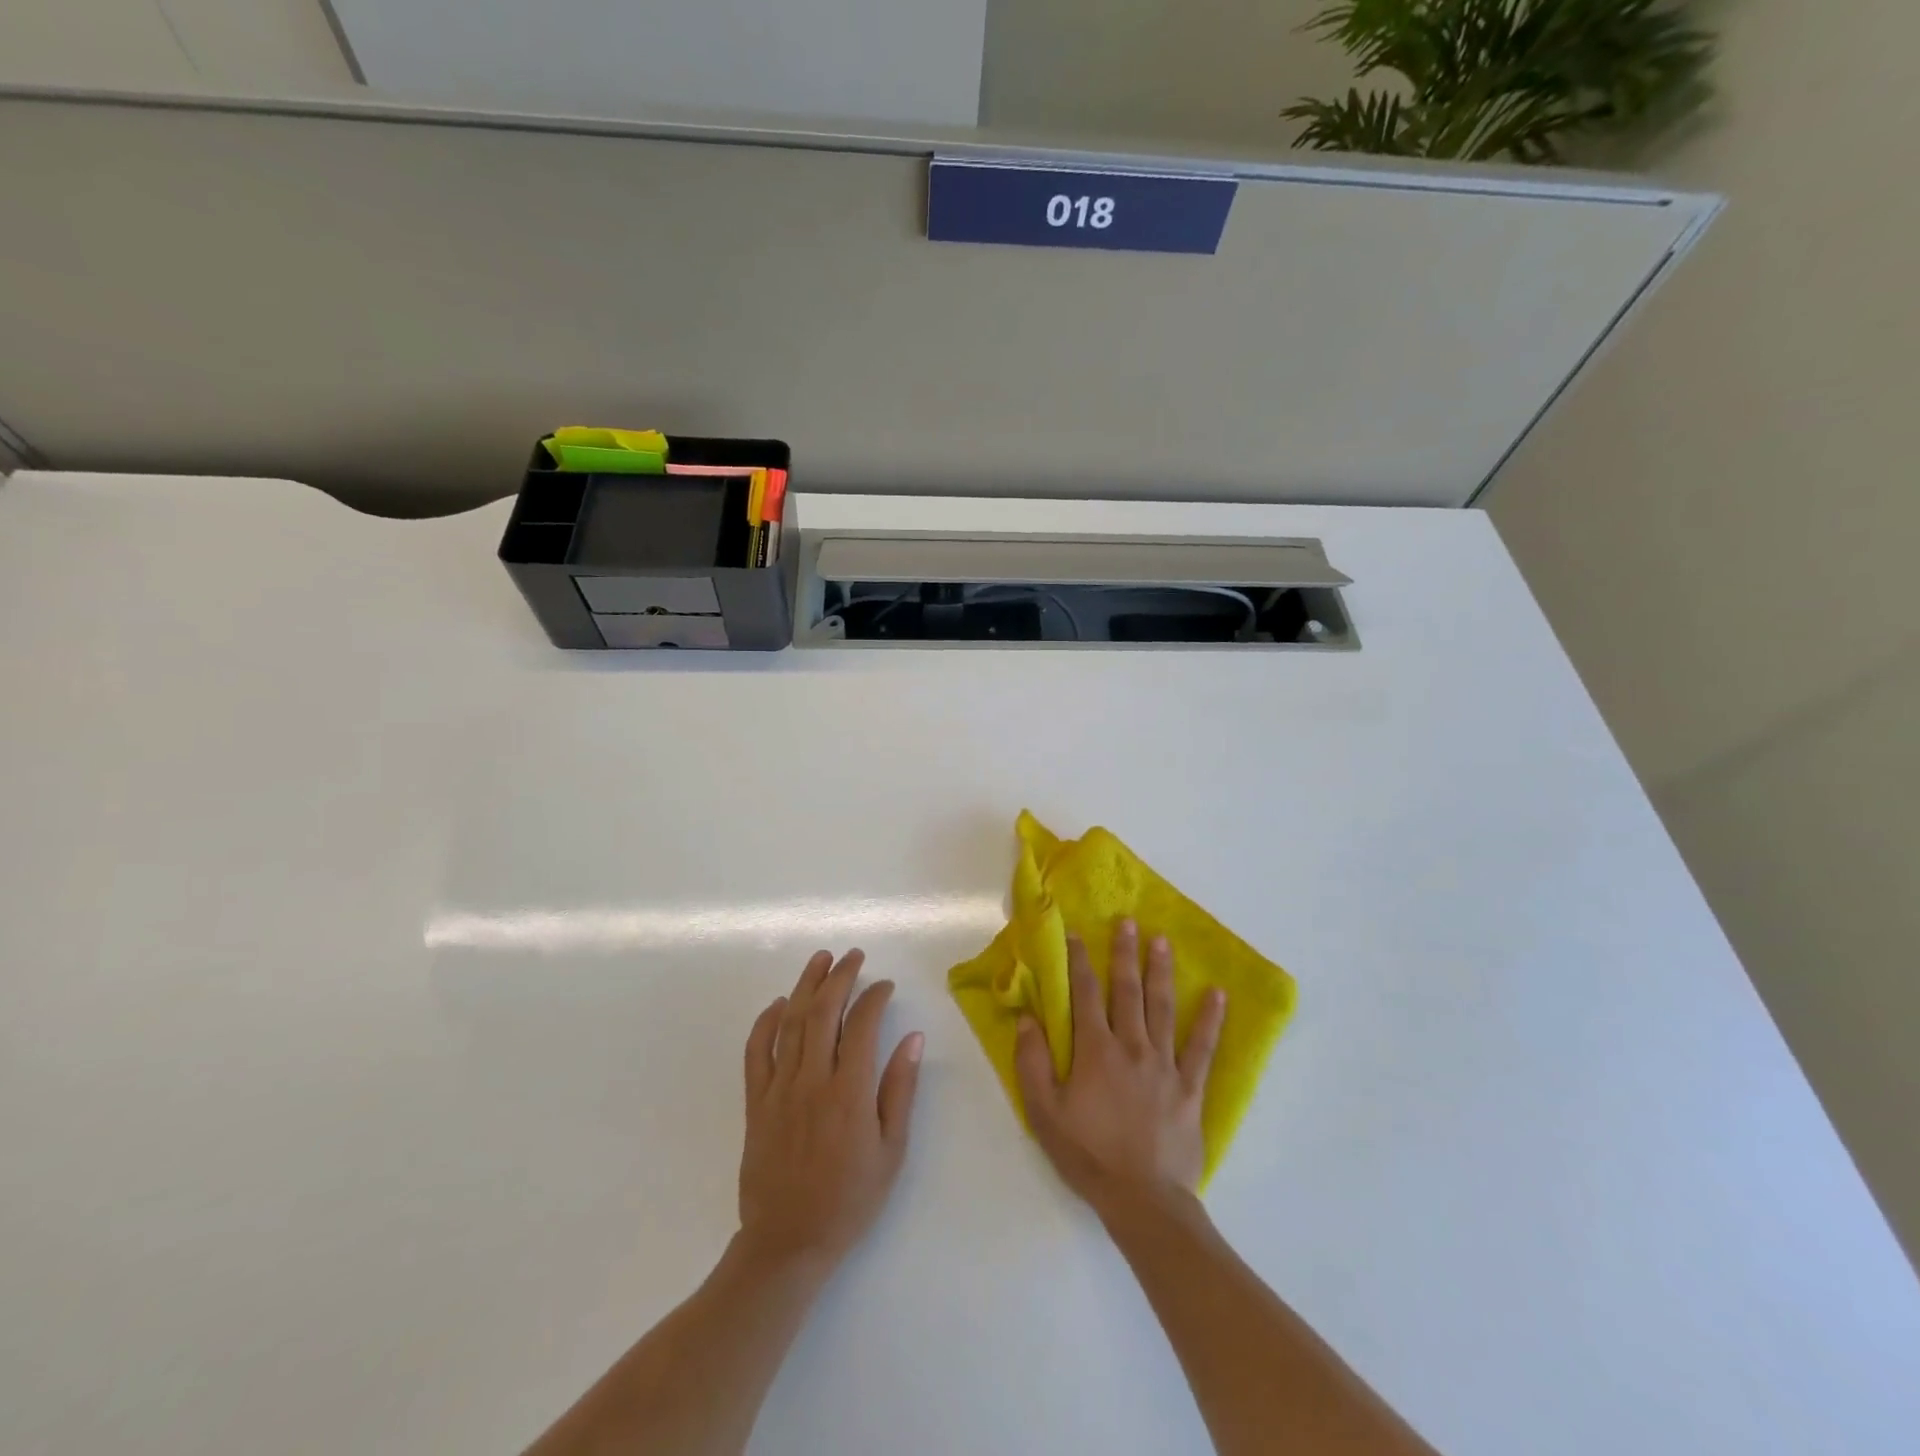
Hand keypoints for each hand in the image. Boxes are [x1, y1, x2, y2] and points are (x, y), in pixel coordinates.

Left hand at [737, 949, 923, 1271]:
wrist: (788, 1244)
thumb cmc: (849, 1200)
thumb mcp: (891, 1151)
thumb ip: (900, 1090)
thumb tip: (913, 1038)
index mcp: (849, 1094)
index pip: (862, 1026)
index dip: (875, 997)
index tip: (885, 986)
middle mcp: (812, 1081)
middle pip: (823, 1012)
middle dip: (840, 977)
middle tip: (853, 956)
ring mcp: (779, 1089)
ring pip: (791, 1022)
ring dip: (806, 985)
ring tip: (820, 959)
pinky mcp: (756, 1102)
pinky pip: (757, 1052)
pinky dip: (766, 1022)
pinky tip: (779, 1004)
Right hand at [1015, 920, 1225, 1212]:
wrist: (1143, 1201)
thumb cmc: (1088, 1155)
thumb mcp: (1044, 1112)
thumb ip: (1032, 1062)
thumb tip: (1028, 1018)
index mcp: (1095, 1050)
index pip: (1084, 994)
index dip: (1079, 961)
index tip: (1077, 933)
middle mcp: (1131, 1046)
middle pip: (1127, 990)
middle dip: (1125, 954)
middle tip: (1128, 922)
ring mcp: (1165, 1064)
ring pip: (1162, 1008)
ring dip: (1161, 972)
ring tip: (1163, 941)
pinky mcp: (1190, 1087)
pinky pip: (1202, 1047)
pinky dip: (1211, 1020)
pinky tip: (1218, 994)